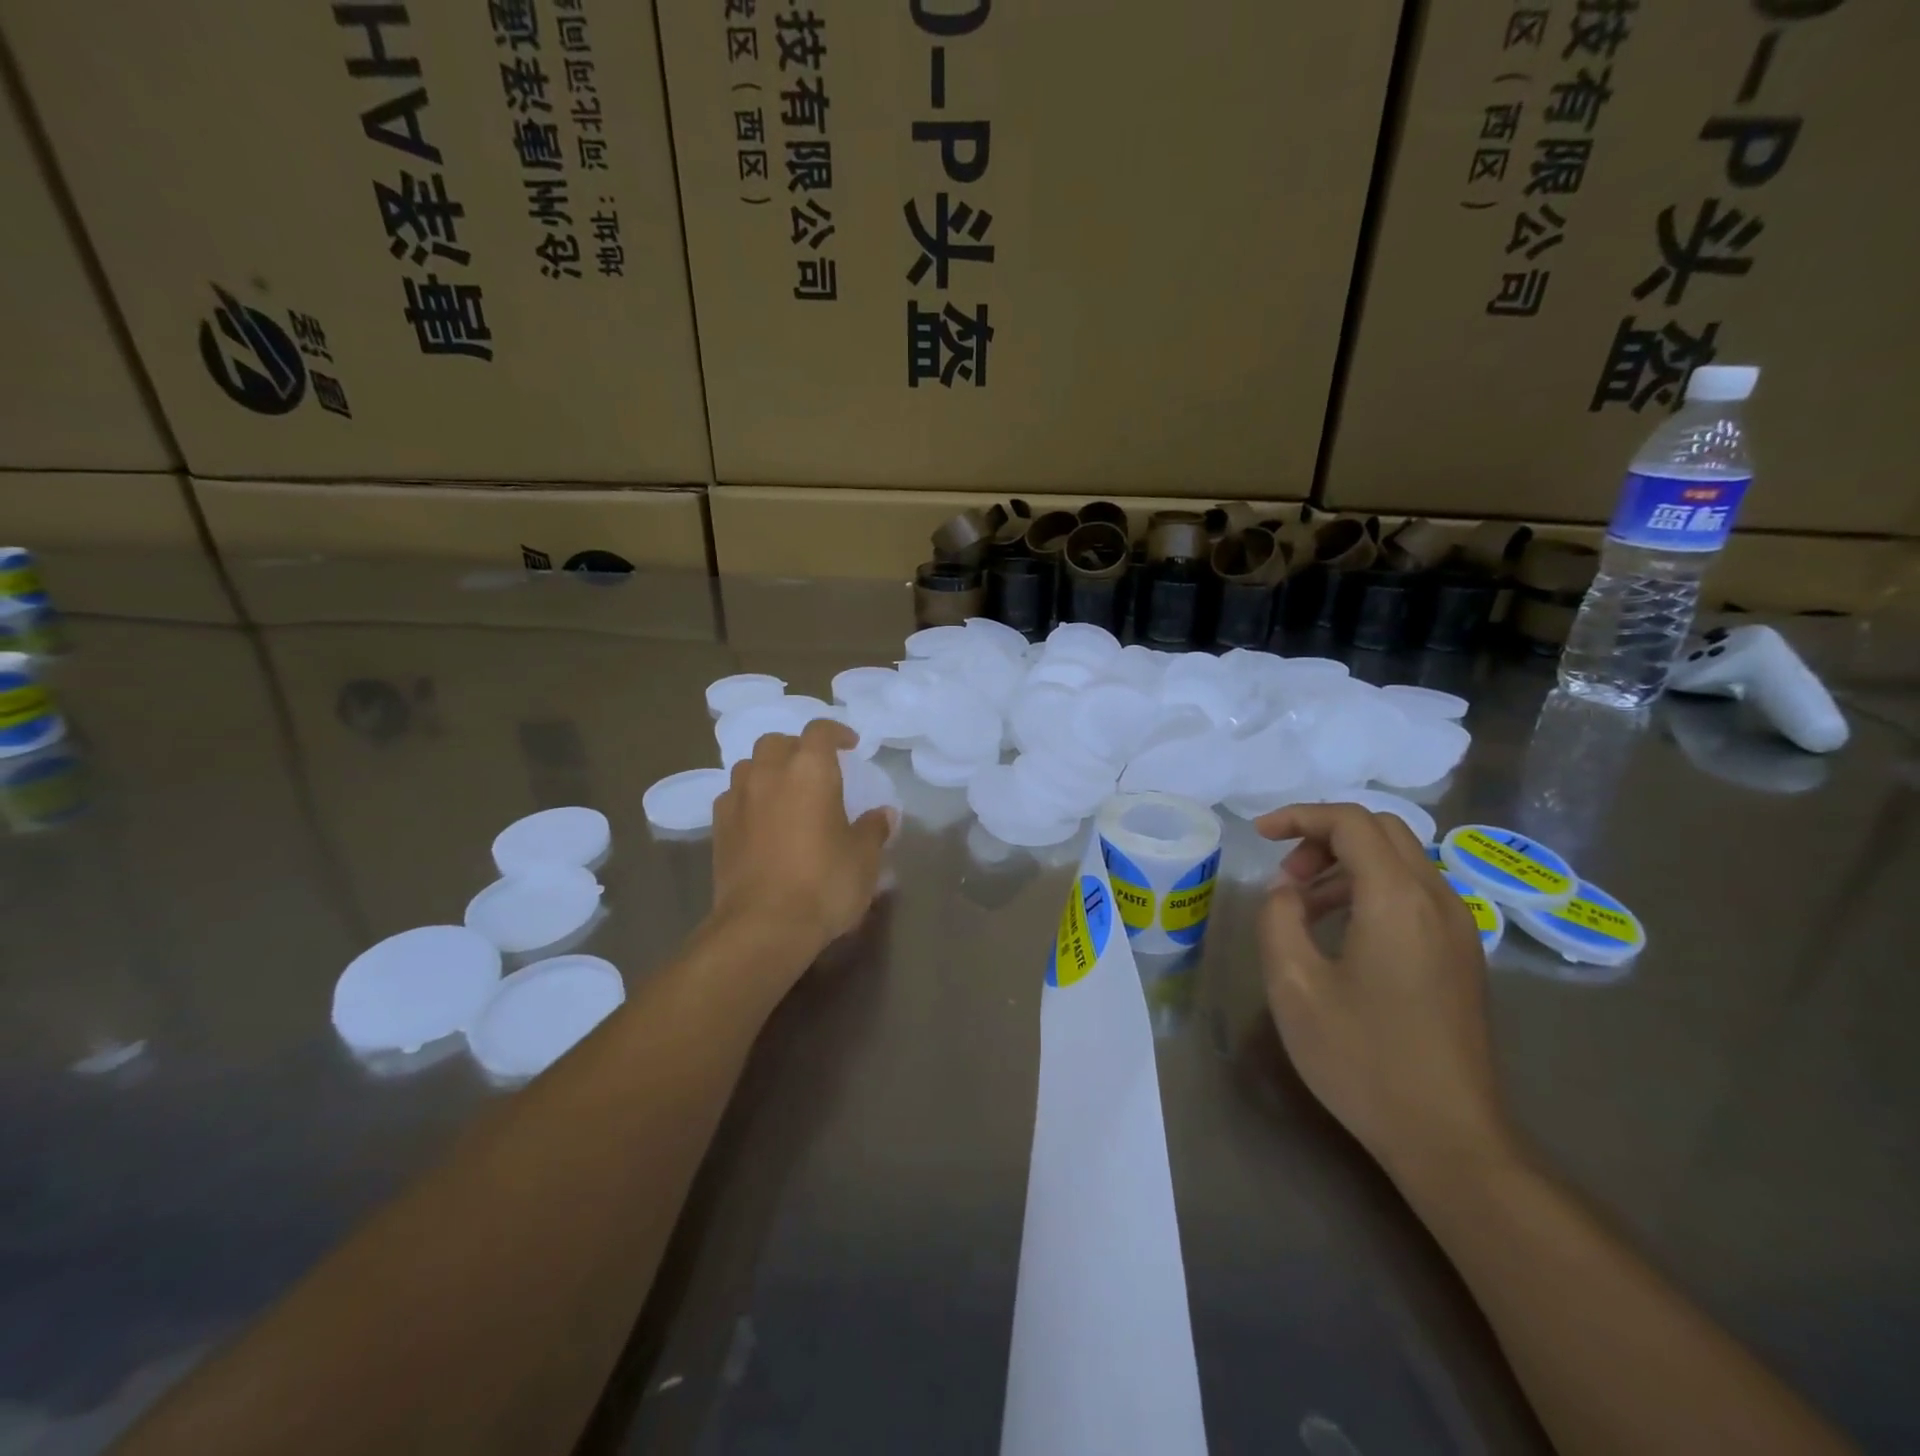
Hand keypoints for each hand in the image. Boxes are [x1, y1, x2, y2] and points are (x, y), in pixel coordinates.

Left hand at [711, 719, 892, 986]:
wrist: (764, 925)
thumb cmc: (824, 883)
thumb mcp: (864, 857)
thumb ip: (874, 829)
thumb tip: (884, 814)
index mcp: (810, 770)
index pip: (820, 731)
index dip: (836, 733)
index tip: (850, 745)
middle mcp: (769, 774)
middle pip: (777, 742)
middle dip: (796, 748)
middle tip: (815, 770)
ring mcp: (738, 799)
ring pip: (748, 766)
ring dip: (767, 771)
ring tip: (785, 793)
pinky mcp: (719, 828)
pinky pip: (733, 797)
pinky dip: (748, 799)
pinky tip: (761, 821)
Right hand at [1252, 803, 1514, 1185]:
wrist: (1450, 1139)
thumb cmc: (1363, 1059)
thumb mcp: (1294, 985)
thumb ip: (1278, 919)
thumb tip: (1286, 892)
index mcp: (1397, 899)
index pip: (1350, 822)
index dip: (1300, 816)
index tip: (1259, 834)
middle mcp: (1437, 900)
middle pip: (1381, 831)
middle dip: (1324, 836)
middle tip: (1285, 874)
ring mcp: (1458, 929)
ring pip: (1400, 861)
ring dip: (1347, 864)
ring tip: (1302, 905)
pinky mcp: (1462, 956)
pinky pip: (1414, 894)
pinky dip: (1371, 889)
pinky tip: (1340, 931)